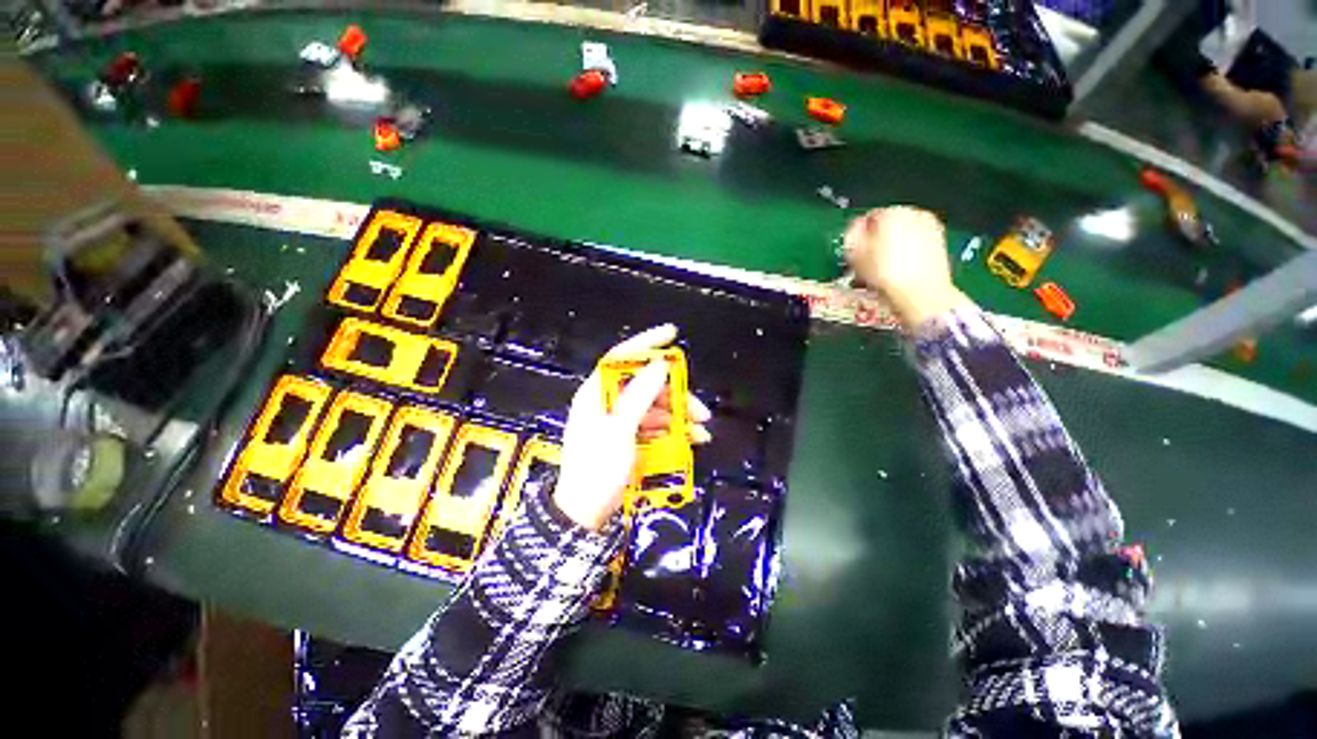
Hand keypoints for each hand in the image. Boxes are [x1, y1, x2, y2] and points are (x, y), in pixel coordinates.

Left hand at [554, 325, 711, 530]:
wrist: (584, 514)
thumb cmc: (598, 470)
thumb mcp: (620, 431)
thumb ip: (639, 396)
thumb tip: (659, 365)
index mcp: (597, 393)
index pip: (622, 357)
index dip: (647, 343)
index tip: (672, 334)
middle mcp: (607, 402)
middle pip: (646, 385)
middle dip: (676, 395)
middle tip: (700, 410)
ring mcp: (618, 420)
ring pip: (654, 406)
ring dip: (679, 415)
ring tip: (701, 432)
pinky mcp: (627, 436)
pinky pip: (653, 424)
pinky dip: (672, 429)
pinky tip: (690, 440)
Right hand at [843, 206, 972, 329]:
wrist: (921, 294)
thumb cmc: (888, 275)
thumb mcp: (856, 255)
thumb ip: (851, 237)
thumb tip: (853, 231)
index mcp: (893, 212)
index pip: (868, 217)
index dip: (857, 236)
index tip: (852, 249)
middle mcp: (915, 214)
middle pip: (887, 226)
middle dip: (875, 243)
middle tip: (864, 262)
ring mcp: (930, 229)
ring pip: (902, 237)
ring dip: (889, 251)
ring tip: (879, 271)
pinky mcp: (939, 245)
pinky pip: (915, 247)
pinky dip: (904, 257)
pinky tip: (895, 274)